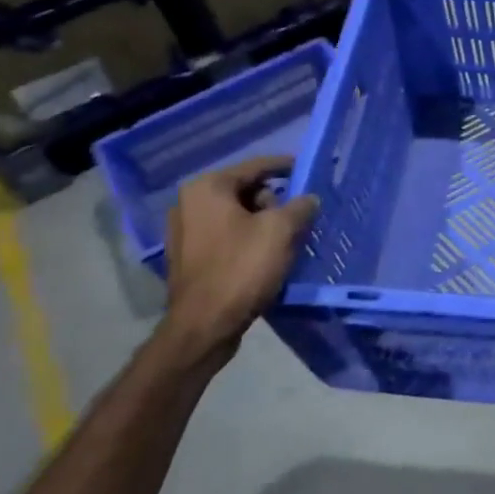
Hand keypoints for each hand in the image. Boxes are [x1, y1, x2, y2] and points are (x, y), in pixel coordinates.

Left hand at [158, 157, 319, 366]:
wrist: (204, 327)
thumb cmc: (241, 268)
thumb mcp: (281, 230)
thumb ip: (300, 206)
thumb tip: (309, 199)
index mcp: (207, 188)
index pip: (257, 166)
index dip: (287, 167)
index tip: (310, 171)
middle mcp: (189, 203)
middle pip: (246, 191)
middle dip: (275, 202)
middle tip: (297, 219)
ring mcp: (184, 232)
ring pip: (237, 216)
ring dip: (263, 223)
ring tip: (286, 241)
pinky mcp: (188, 257)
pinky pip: (226, 237)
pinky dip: (247, 240)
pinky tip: (266, 257)